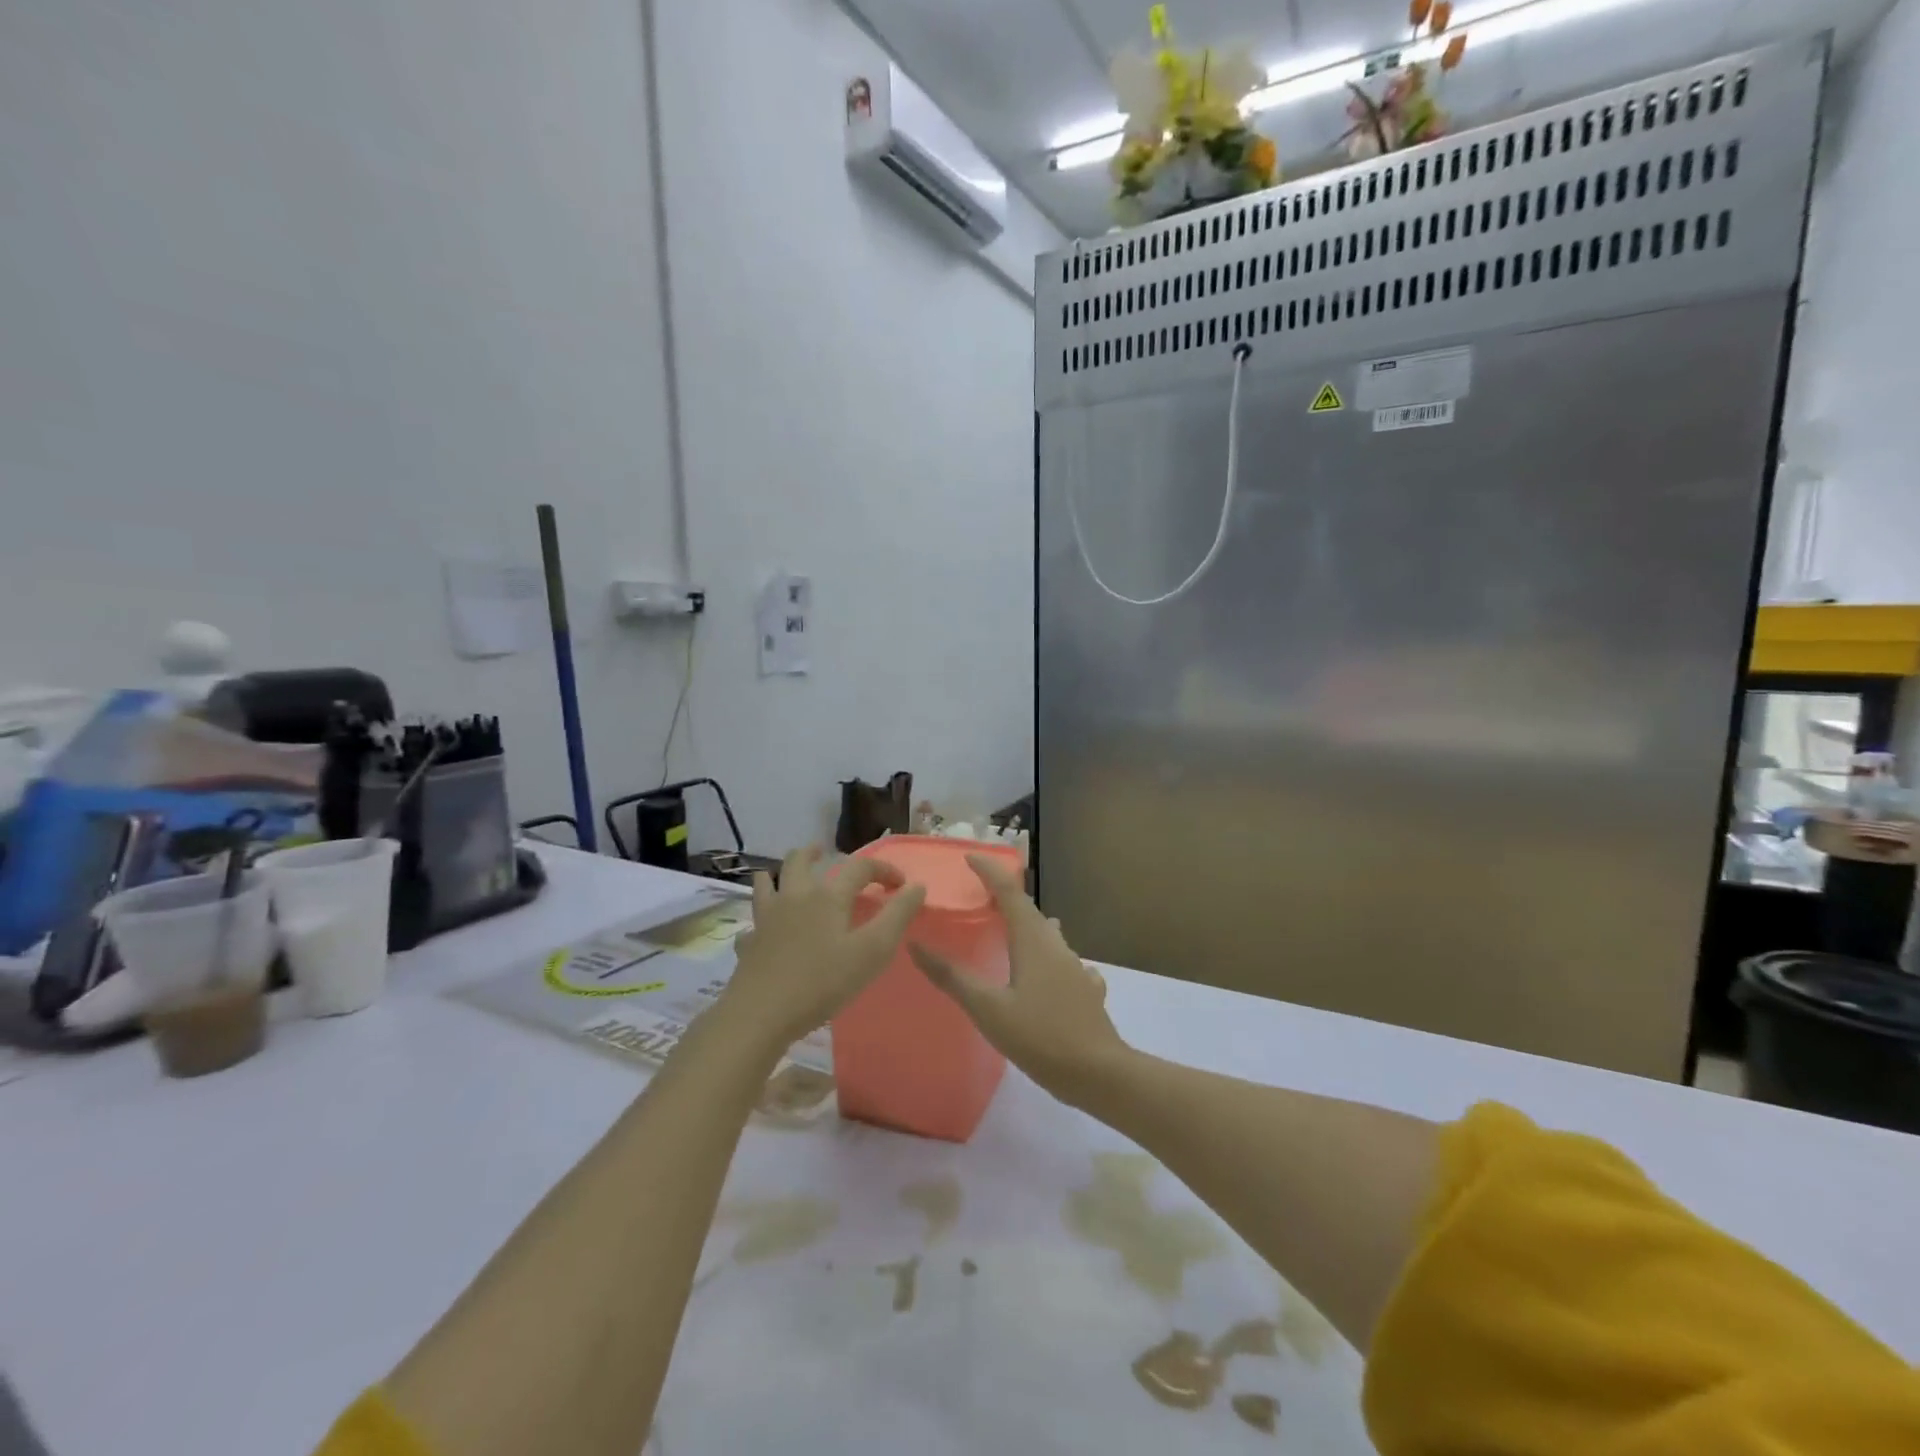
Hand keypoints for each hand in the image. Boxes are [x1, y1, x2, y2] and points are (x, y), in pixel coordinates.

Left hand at [720, 846, 925, 1049]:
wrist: (761, 1013)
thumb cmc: (823, 982)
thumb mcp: (872, 951)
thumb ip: (897, 916)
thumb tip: (916, 886)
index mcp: (828, 896)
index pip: (859, 867)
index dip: (883, 869)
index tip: (900, 884)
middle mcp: (795, 897)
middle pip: (800, 861)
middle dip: (815, 853)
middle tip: (824, 851)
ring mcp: (767, 918)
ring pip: (768, 882)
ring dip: (780, 872)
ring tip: (787, 874)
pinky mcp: (750, 942)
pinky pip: (753, 920)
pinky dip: (761, 916)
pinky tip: (764, 926)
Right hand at [909, 854, 1128, 1103]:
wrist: (1099, 1073)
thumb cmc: (1040, 1036)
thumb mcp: (988, 1008)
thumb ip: (952, 976)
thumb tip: (916, 944)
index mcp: (1032, 939)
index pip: (1009, 891)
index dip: (989, 870)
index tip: (968, 857)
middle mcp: (1056, 944)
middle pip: (1029, 910)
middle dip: (1005, 898)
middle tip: (979, 898)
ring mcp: (1076, 967)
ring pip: (1048, 936)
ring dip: (1027, 926)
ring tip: (1008, 932)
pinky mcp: (1086, 990)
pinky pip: (1063, 963)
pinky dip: (1047, 958)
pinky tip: (1046, 975)